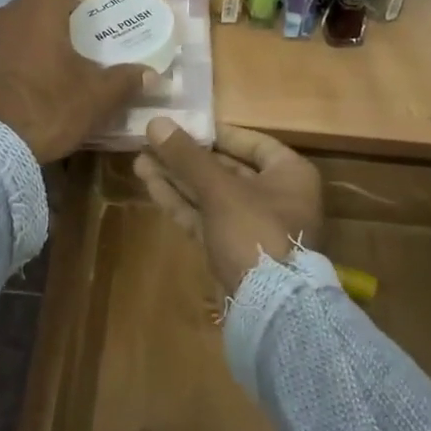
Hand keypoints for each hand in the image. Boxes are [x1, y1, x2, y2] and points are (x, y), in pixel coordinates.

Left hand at [0, 0, 147, 163]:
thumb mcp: (93, 99)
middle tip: (76, 37)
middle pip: (32, 3)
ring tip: (50, 68)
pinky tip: (23, 90)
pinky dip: (11, 60)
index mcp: (36, 12)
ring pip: (12, 28)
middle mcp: (3, 17)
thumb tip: (149, 74)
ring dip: (31, 38)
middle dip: (54, 14)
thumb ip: (123, 82)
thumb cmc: (45, 109)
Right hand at [134, 120, 323, 294]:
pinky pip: (205, 217)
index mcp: (290, 174)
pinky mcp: (232, 250)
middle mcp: (276, 197)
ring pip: (211, 195)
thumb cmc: (255, 232)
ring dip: (177, 178)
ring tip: (140, 159)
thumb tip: (156, 121)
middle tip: (152, 141)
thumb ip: (187, 156)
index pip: (252, 143)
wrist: (269, 309)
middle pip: (227, 169)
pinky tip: (150, 184)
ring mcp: (253, 227)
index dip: (216, 133)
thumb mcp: (220, 189)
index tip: (184, 125)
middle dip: (188, 157)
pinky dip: (180, 201)